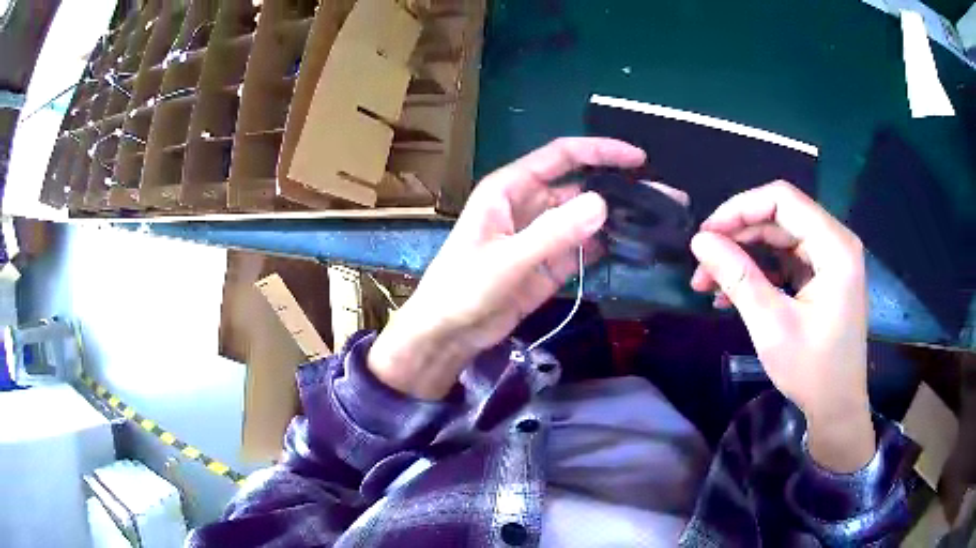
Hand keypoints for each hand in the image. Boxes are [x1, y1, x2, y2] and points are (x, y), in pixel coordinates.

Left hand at [369, 138, 645, 399]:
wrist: (448, 333)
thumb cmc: (463, 288)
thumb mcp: (507, 260)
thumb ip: (553, 233)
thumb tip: (603, 203)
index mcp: (511, 188)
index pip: (562, 157)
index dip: (600, 151)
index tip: (638, 159)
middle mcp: (530, 205)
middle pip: (582, 187)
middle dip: (620, 188)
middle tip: (664, 197)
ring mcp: (542, 235)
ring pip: (587, 217)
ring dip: (619, 218)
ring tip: (659, 220)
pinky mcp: (550, 264)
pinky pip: (584, 247)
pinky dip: (607, 245)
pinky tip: (635, 245)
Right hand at [689, 181, 874, 471]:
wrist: (837, 408)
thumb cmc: (812, 371)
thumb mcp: (772, 326)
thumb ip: (737, 277)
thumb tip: (699, 241)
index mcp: (835, 247)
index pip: (782, 200)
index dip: (739, 208)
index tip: (706, 234)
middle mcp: (836, 242)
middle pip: (779, 217)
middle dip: (737, 236)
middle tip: (702, 265)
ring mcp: (830, 259)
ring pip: (779, 237)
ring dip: (744, 255)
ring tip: (710, 284)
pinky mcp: (823, 276)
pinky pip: (786, 259)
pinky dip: (759, 271)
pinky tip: (732, 293)